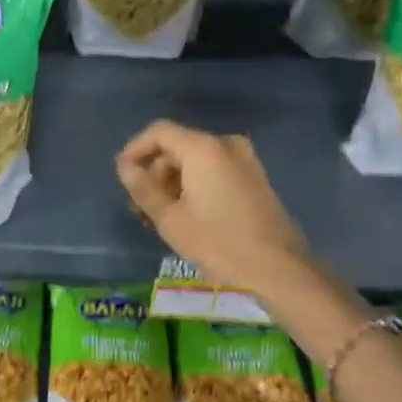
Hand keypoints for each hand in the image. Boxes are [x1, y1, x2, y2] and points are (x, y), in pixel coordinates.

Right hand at [115, 121, 309, 293]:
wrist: (279, 269)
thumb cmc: (218, 243)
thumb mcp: (170, 219)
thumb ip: (143, 188)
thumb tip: (124, 166)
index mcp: (203, 148)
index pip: (159, 132)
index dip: (136, 149)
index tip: (122, 175)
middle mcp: (225, 144)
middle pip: (178, 147)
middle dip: (155, 173)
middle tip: (140, 207)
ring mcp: (244, 160)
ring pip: (196, 161)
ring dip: (173, 183)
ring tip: (159, 218)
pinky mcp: (255, 178)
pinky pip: (215, 171)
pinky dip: (195, 186)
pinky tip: (186, 216)